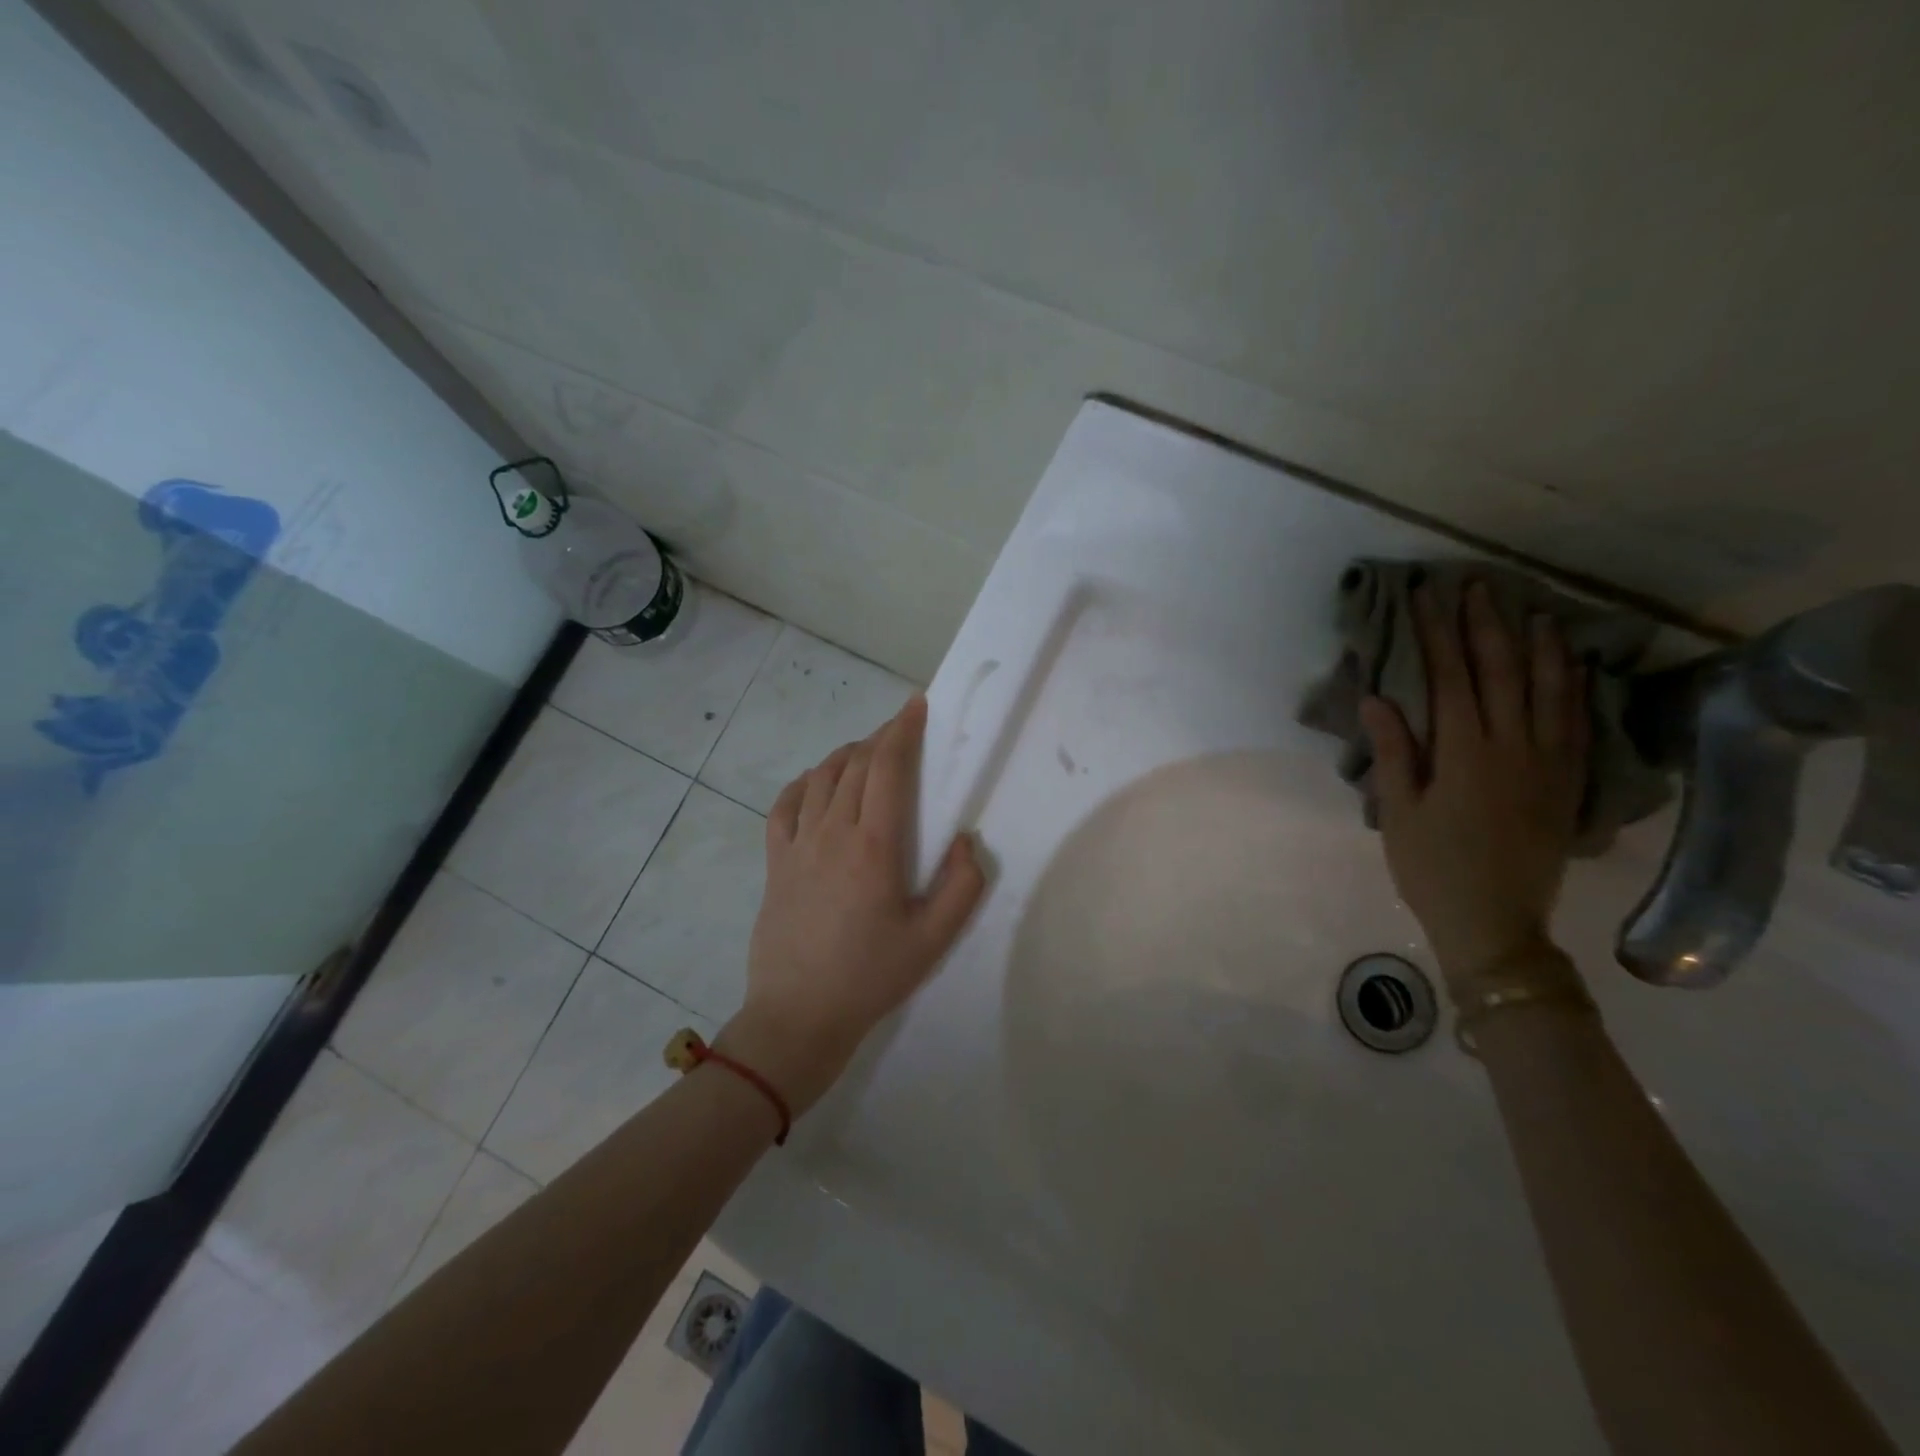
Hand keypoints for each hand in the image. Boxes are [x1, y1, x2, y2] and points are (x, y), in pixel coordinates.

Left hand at [717, 696, 986, 1114]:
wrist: (798, 1016)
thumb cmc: (871, 977)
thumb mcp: (933, 940)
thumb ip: (961, 886)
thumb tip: (965, 840)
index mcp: (874, 846)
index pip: (888, 768)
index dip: (903, 730)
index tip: (916, 706)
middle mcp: (832, 832)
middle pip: (857, 764)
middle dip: (882, 737)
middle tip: (903, 730)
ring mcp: (798, 845)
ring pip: (822, 777)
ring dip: (848, 755)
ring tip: (868, 754)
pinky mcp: (776, 862)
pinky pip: (785, 805)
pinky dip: (806, 783)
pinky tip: (818, 786)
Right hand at [1360, 581, 1588, 993]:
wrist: (1496, 924)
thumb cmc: (1432, 869)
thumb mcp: (1399, 813)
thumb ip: (1393, 752)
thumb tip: (1378, 697)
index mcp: (1465, 755)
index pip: (1451, 678)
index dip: (1436, 634)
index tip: (1426, 597)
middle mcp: (1514, 748)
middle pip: (1501, 672)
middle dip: (1485, 625)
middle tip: (1475, 585)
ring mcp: (1549, 764)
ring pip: (1550, 690)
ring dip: (1539, 645)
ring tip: (1531, 609)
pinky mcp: (1568, 782)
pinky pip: (1578, 722)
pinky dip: (1575, 686)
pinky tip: (1571, 664)